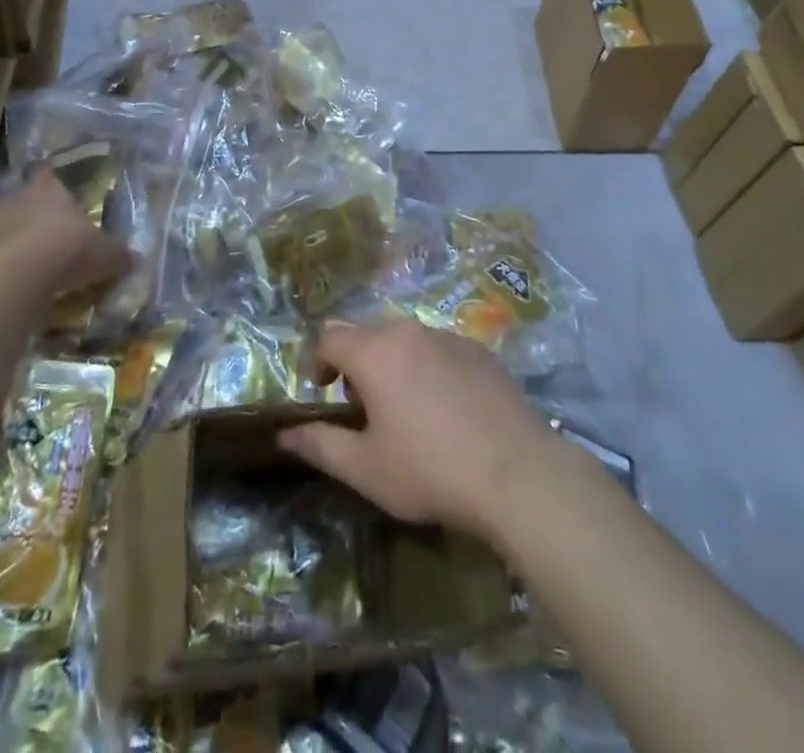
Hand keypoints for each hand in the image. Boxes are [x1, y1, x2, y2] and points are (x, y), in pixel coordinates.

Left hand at [0, 172, 130, 297]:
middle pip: (15, 191)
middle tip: (34, 220)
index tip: (53, 185)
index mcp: (48, 188)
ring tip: (7, 241)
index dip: (50, 178)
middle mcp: (14, 196)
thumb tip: (136, 260)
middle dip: (22, 203)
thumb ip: (118, 255)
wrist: (19, 274)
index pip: (47, 171)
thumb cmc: (68, 250)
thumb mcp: (105, 254)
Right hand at [277, 319, 559, 547]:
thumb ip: (320, 445)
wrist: (519, 473)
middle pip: (366, 331)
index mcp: (374, 353)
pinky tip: (444, 406)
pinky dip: (427, 365)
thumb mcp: (366, 469)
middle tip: (361, 404)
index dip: (316, 361)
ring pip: (404, 336)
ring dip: (391, 361)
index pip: (328, 336)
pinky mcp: (479, 349)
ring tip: (402, 406)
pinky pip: (438, 346)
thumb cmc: (431, 471)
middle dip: (354, 360)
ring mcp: (448, 336)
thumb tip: (285, 434)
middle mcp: (408, 331)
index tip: (321, 392)